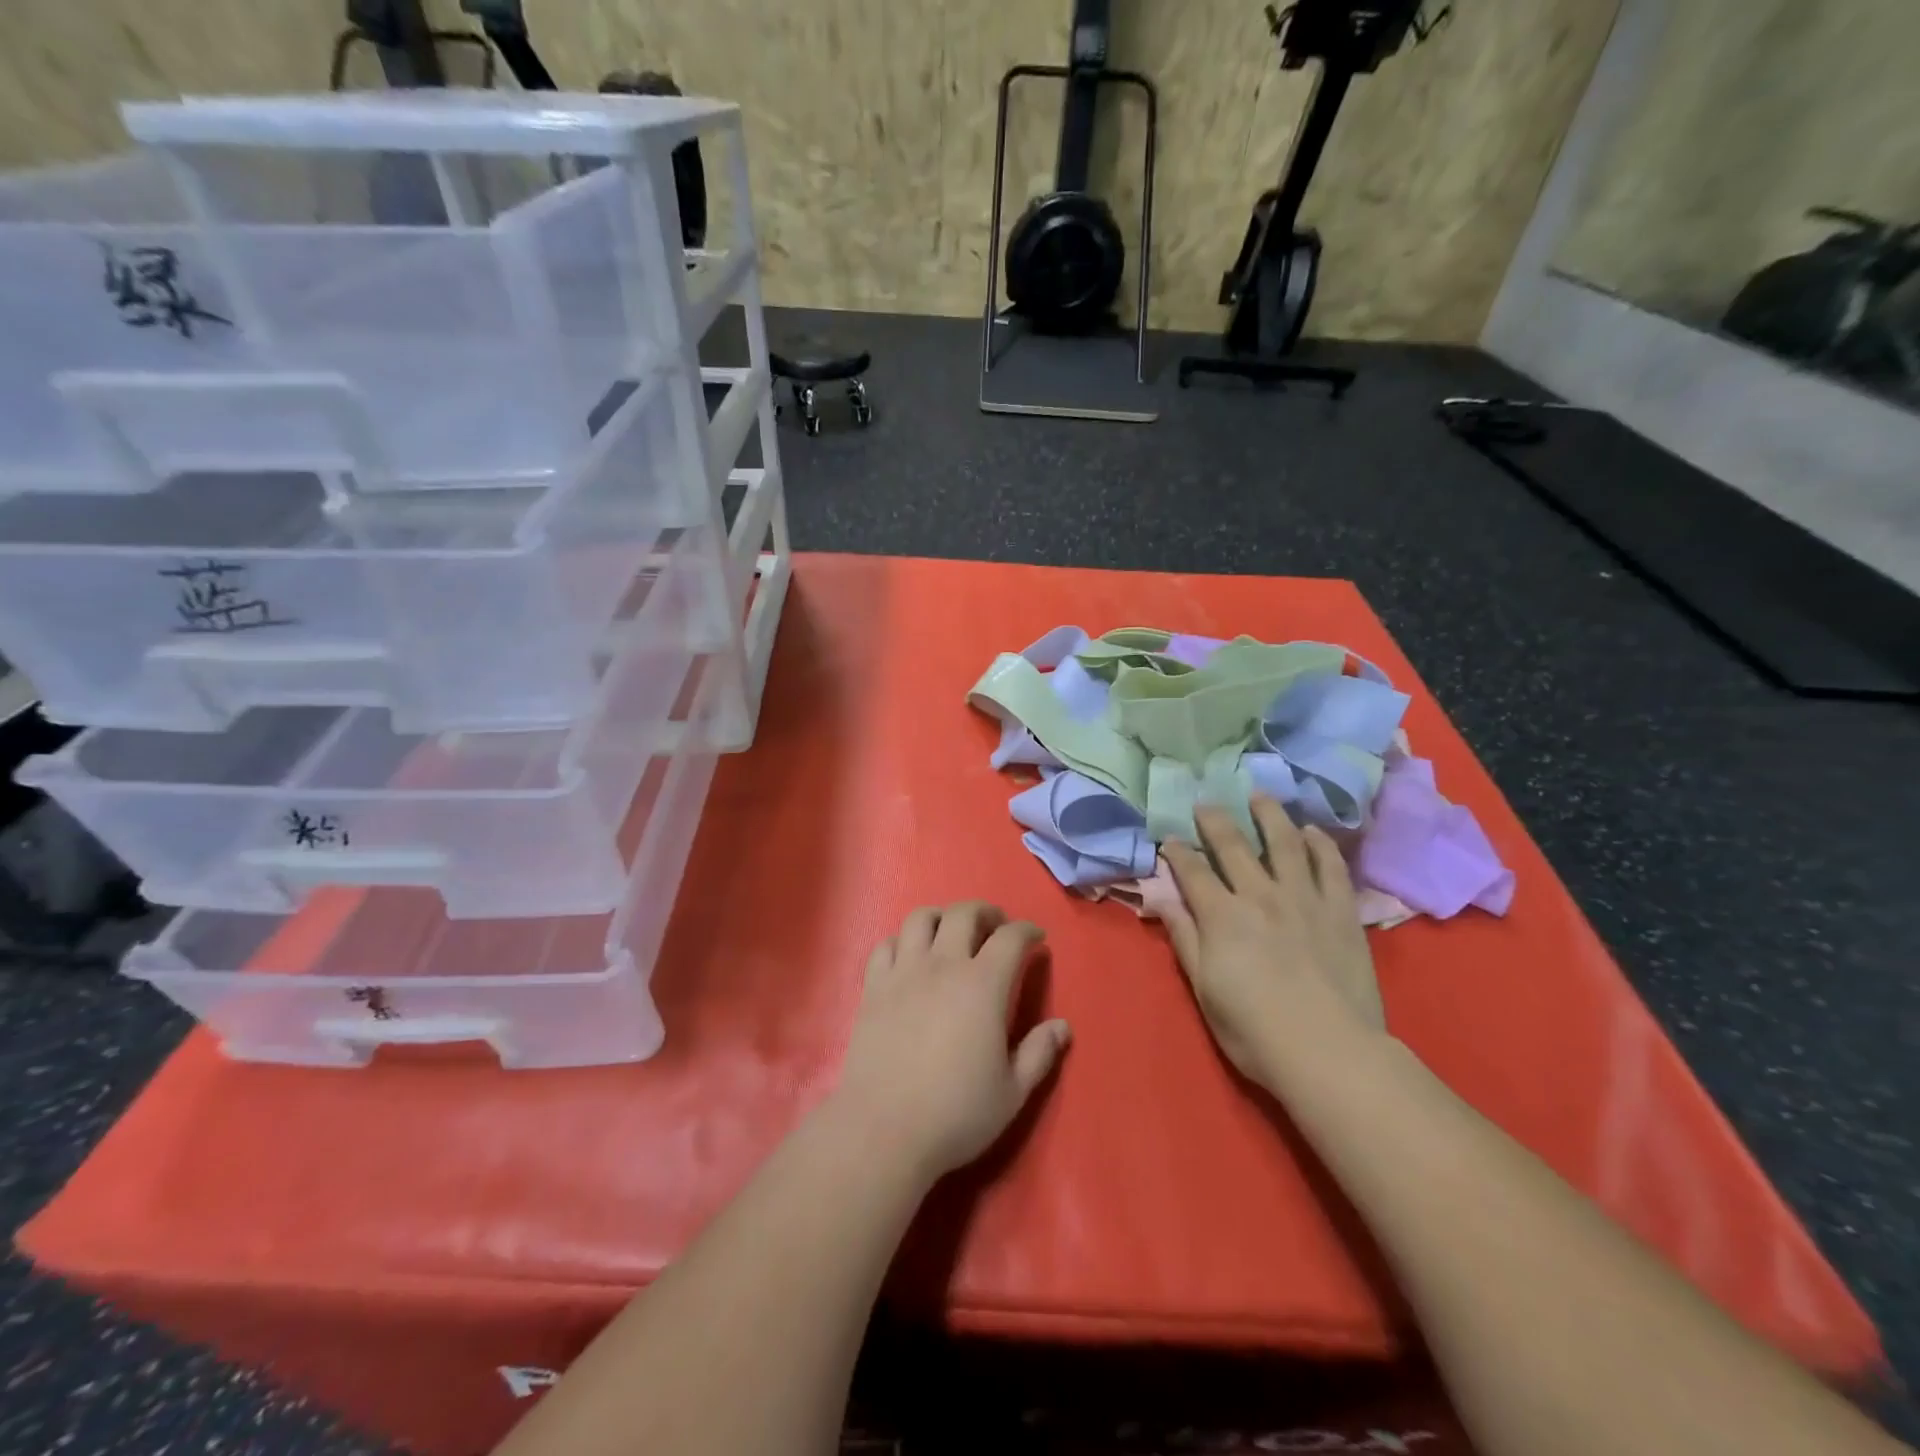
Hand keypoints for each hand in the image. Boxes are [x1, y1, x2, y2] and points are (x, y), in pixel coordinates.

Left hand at [831, 902, 1070, 1181]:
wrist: (883, 1129)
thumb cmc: (956, 1113)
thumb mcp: (1012, 1092)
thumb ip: (1039, 1053)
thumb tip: (1062, 1026)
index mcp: (983, 985)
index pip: (1010, 938)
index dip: (1027, 931)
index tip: (1036, 938)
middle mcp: (943, 966)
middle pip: (964, 913)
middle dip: (986, 912)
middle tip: (996, 926)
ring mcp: (904, 972)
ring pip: (921, 918)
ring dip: (942, 916)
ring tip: (951, 932)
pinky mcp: (873, 987)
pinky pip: (886, 945)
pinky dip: (902, 941)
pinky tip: (910, 956)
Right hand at [1161, 799, 1386, 1087]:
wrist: (1329, 1051)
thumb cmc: (1254, 1029)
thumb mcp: (1204, 989)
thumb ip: (1184, 938)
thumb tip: (1162, 899)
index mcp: (1221, 916)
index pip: (1193, 871)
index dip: (1177, 852)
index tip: (1169, 839)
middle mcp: (1260, 895)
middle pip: (1233, 845)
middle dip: (1214, 821)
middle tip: (1205, 803)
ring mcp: (1304, 898)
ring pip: (1284, 842)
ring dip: (1269, 815)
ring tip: (1260, 796)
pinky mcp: (1341, 910)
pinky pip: (1331, 866)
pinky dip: (1320, 844)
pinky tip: (1311, 831)